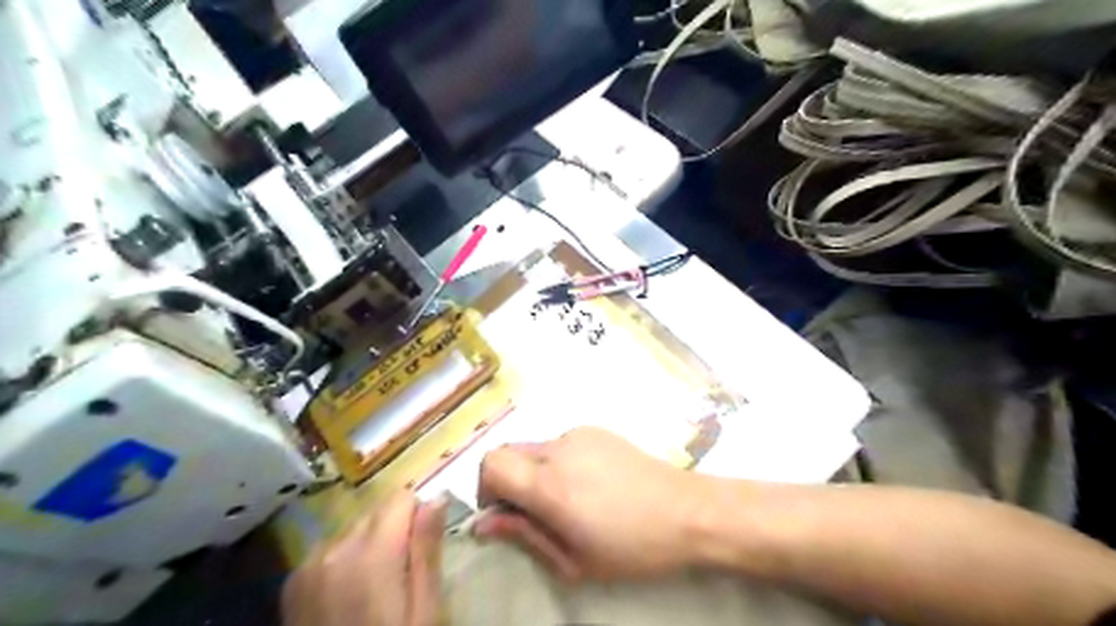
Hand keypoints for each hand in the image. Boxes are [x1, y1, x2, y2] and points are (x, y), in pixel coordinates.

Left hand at [281, 491, 447, 622]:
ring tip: (374, 587)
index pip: (401, 498)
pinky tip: (348, 594)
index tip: (423, 546)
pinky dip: (344, 558)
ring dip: (369, 543)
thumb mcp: (423, 610)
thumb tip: (436, 497)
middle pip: (376, 511)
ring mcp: (307, 565)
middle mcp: (334, 549)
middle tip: (403, 573)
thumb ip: (427, 550)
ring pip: (353, 528)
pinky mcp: (293, 582)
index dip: (419, 516)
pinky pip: (329, 549)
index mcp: (371, 554)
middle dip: (395, 529)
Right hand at [478, 425, 704, 580]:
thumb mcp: (574, 559)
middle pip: (507, 451)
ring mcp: (579, 434)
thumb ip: (524, 535)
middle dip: (506, 480)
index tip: (501, 512)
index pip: (491, 463)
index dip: (485, 488)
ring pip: (534, 447)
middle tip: (532, 512)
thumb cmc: (632, 547)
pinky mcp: (596, 429)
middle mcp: (559, 449)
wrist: (686, 511)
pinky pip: (559, 442)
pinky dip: (557, 461)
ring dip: (534, 471)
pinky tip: (588, 483)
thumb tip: (484, 524)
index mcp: (551, 486)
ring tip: (567, 499)